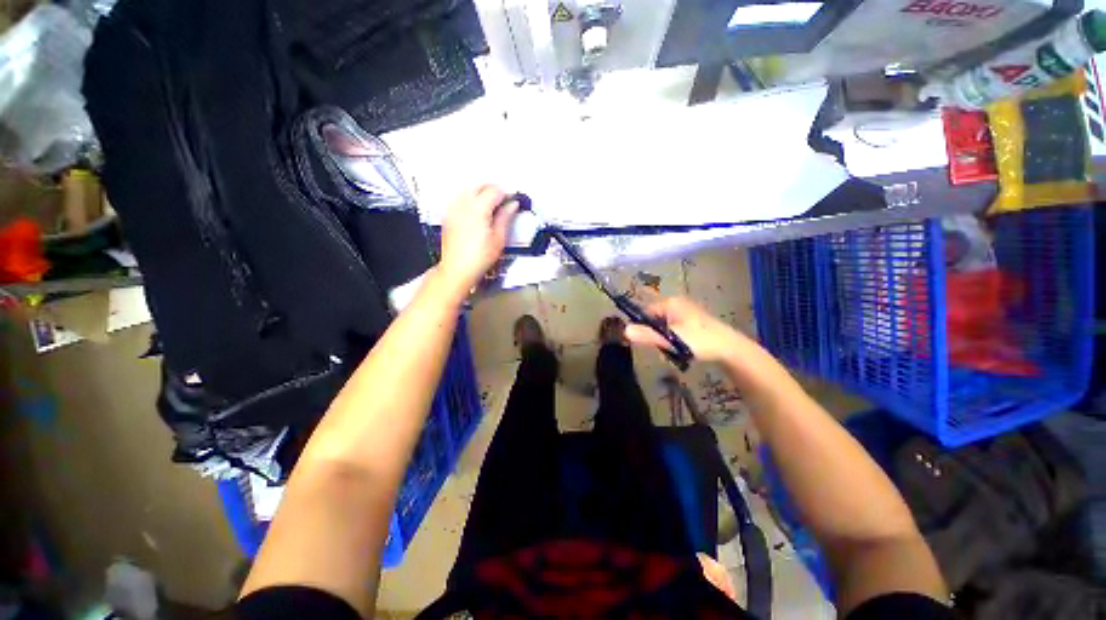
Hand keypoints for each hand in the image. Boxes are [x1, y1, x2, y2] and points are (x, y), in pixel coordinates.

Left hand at [437, 185, 517, 297]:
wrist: (458, 269)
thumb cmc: (477, 258)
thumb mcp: (499, 238)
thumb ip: (505, 217)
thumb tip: (512, 206)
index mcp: (478, 209)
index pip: (494, 191)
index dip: (506, 193)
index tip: (513, 198)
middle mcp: (463, 206)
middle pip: (480, 186)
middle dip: (493, 189)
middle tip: (504, 199)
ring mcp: (453, 210)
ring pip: (468, 190)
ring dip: (481, 192)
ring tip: (492, 203)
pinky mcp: (448, 216)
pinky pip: (459, 199)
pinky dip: (470, 199)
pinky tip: (477, 209)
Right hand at [624, 296, 749, 363]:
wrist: (731, 349)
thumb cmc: (699, 341)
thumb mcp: (671, 339)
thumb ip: (648, 335)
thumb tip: (624, 331)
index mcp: (670, 303)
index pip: (645, 312)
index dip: (642, 327)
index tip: (646, 342)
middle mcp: (677, 303)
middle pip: (655, 319)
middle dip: (656, 335)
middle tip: (664, 348)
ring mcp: (686, 312)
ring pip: (665, 326)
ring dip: (666, 339)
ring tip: (675, 350)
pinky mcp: (693, 321)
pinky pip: (675, 329)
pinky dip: (675, 339)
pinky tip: (683, 349)